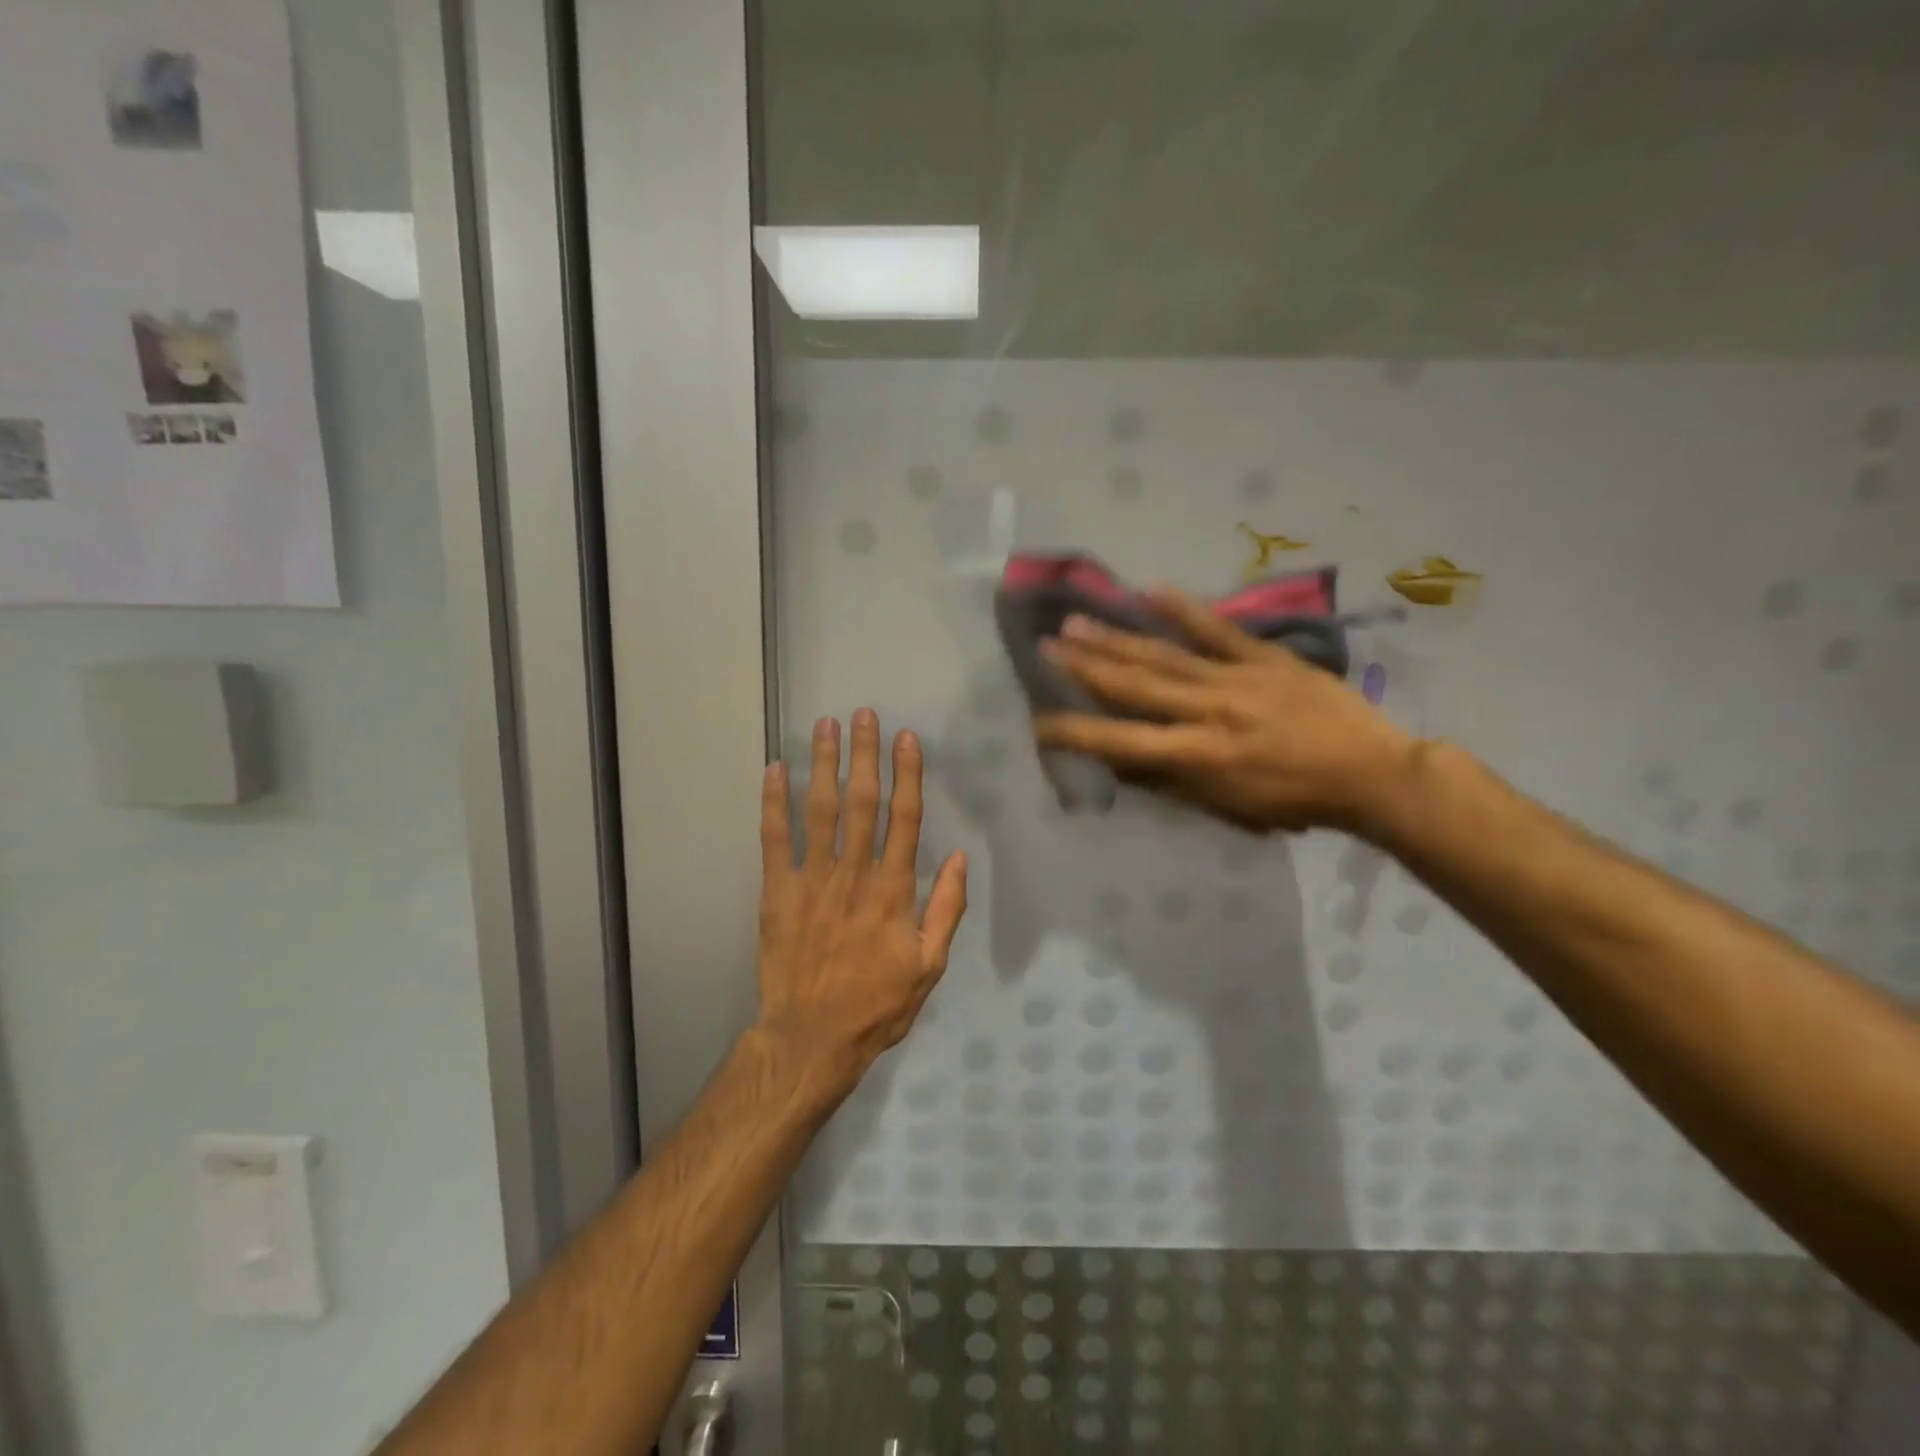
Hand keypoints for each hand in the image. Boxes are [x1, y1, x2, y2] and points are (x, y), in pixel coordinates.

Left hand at [757, 710, 968, 1091]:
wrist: (811, 1039)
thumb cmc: (877, 1004)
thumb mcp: (929, 966)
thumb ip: (946, 910)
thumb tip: (961, 857)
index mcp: (893, 891)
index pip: (904, 819)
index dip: (907, 775)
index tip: (906, 739)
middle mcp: (854, 874)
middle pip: (861, 802)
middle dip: (864, 755)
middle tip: (863, 714)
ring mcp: (812, 880)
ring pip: (820, 810)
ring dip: (822, 764)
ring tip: (825, 726)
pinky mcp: (777, 892)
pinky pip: (774, 840)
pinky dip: (773, 803)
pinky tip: (773, 770)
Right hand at [1032, 589, 1417, 835]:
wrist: (1372, 773)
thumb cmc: (1294, 801)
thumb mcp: (1227, 808)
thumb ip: (1170, 783)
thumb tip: (1120, 761)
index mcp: (1199, 756)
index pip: (1122, 743)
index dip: (1077, 733)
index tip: (1039, 723)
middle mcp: (1209, 712)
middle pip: (1135, 686)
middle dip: (1085, 667)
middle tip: (1046, 646)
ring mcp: (1237, 678)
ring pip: (1165, 655)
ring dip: (1116, 638)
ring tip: (1076, 620)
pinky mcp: (1265, 657)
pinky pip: (1218, 630)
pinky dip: (1183, 610)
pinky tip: (1149, 590)